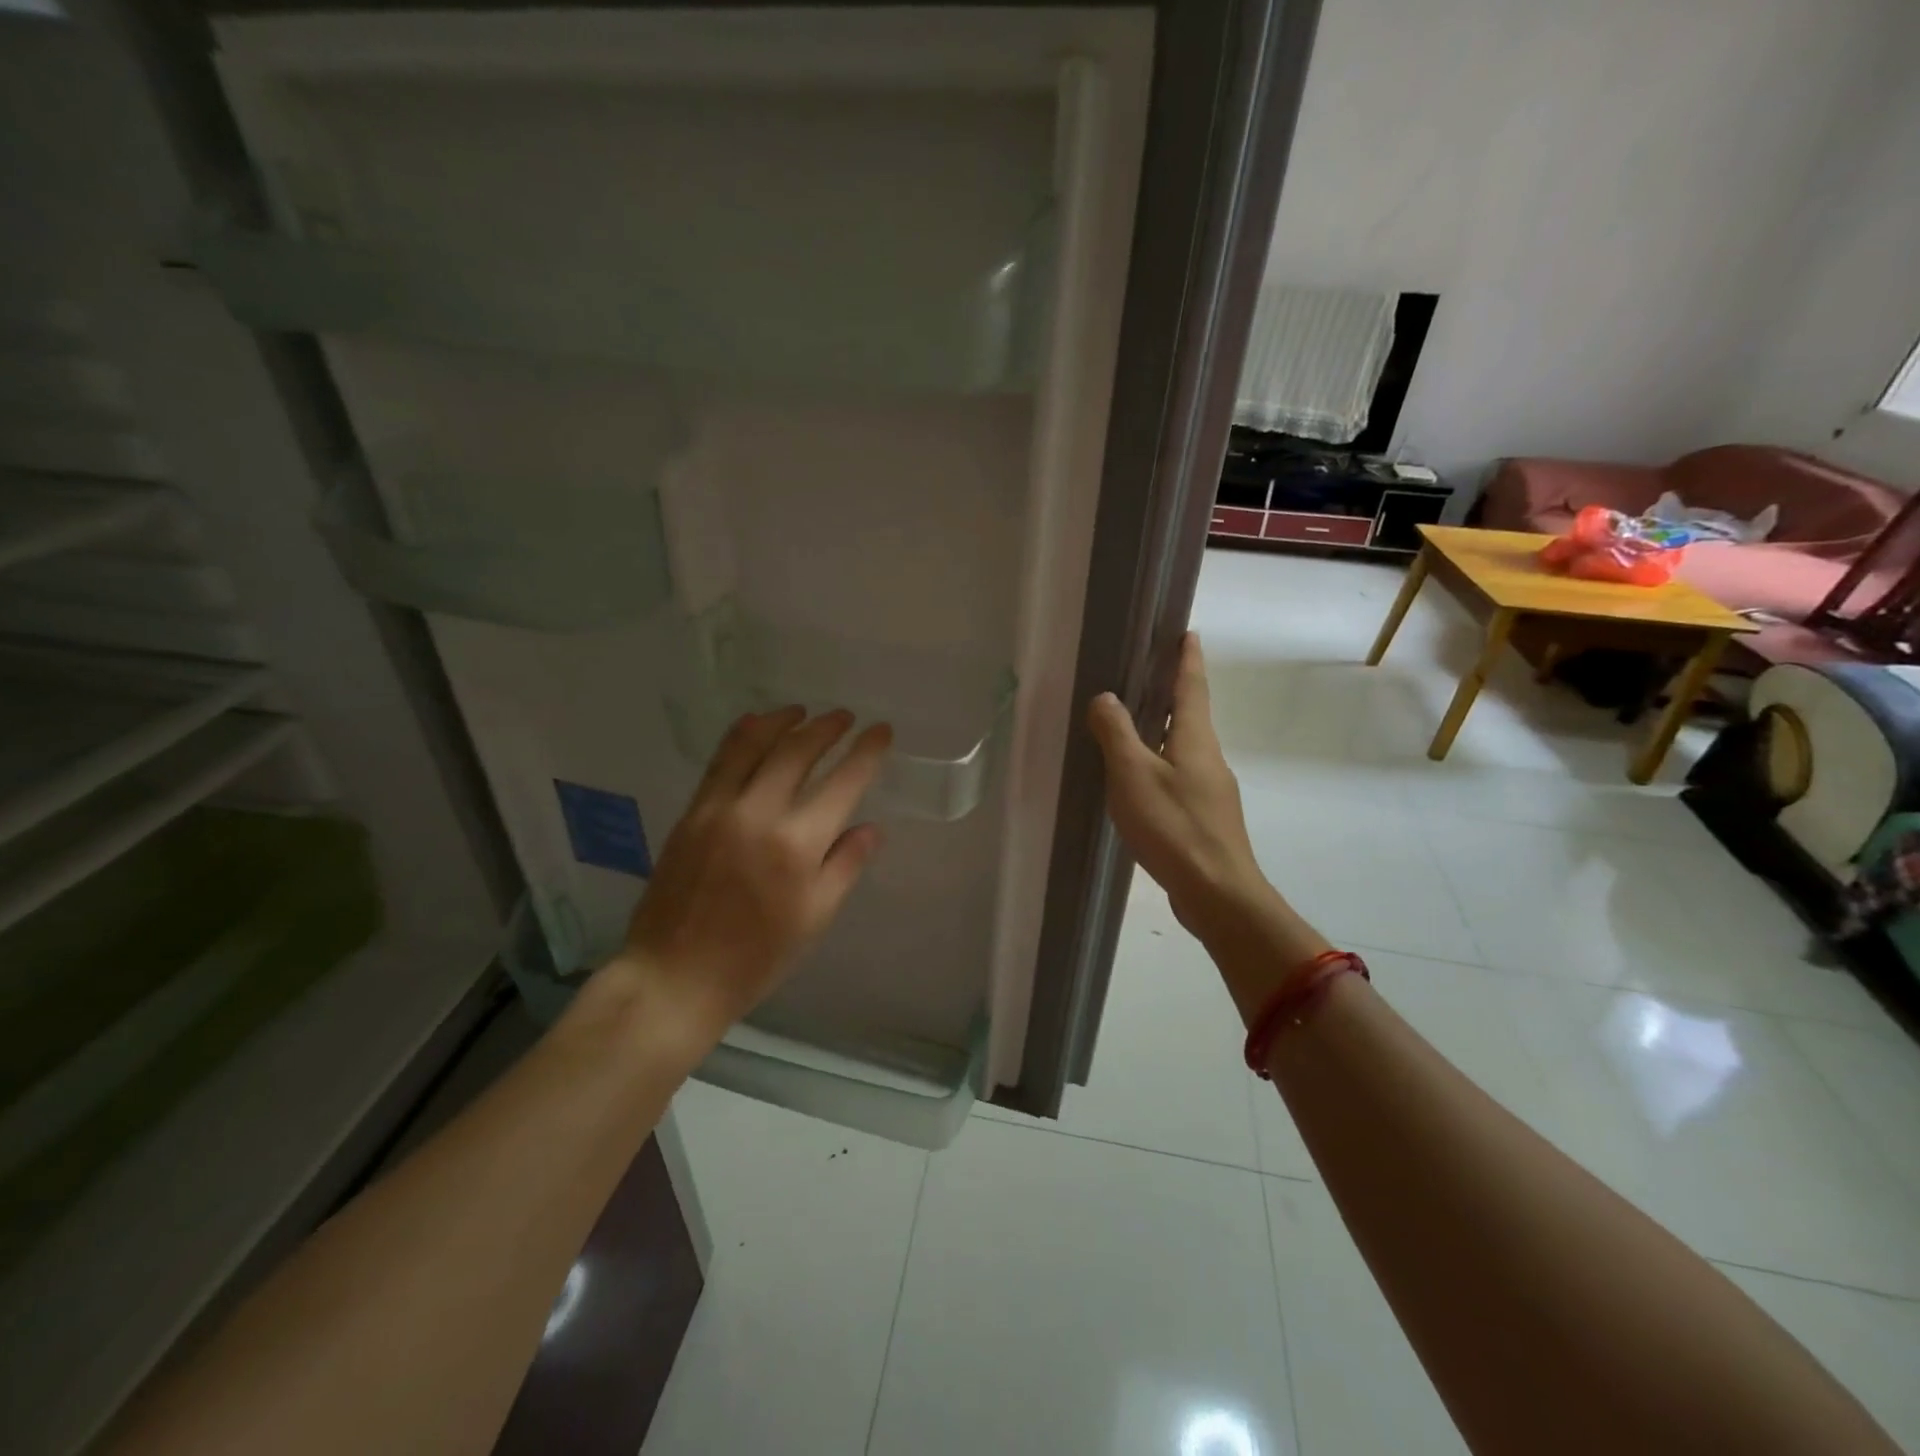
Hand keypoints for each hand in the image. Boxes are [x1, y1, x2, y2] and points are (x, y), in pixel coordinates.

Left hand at [611, 706, 890, 1041]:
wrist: (675, 977)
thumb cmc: (756, 958)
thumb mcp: (814, 919)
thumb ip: (845, 865)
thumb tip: (872, 827)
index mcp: (797, 846)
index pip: (843, 782)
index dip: (867, 752)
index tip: (882, 731)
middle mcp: (758, 814)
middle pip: (798, 751)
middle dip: (827, 728)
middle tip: (845, 717)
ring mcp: (719, 809)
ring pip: (753, 744)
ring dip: (782, 720)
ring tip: (802, 711)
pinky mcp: (691, 813)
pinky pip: (719, 761)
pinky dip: (741, 735)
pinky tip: (755, 725)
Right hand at [1086, 633, 1275, 947]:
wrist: (1218, 893)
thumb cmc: (1174, 827)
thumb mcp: (1133, 775)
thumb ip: (1117, 733)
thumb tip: (1105, 698)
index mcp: (1197, 739)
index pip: (1193, 686)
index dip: (1187, 659)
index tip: (1188, 633)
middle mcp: (1209, 758)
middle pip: (1192, 716)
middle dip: (1174, 693)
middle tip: (1148, 674)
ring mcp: (1211, 791)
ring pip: (1185, 749)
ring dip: (1165, 731)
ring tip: (1135, 726)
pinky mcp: (1205, 819)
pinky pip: (1179, 777)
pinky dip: (1160, 765)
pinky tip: (1140, 783)